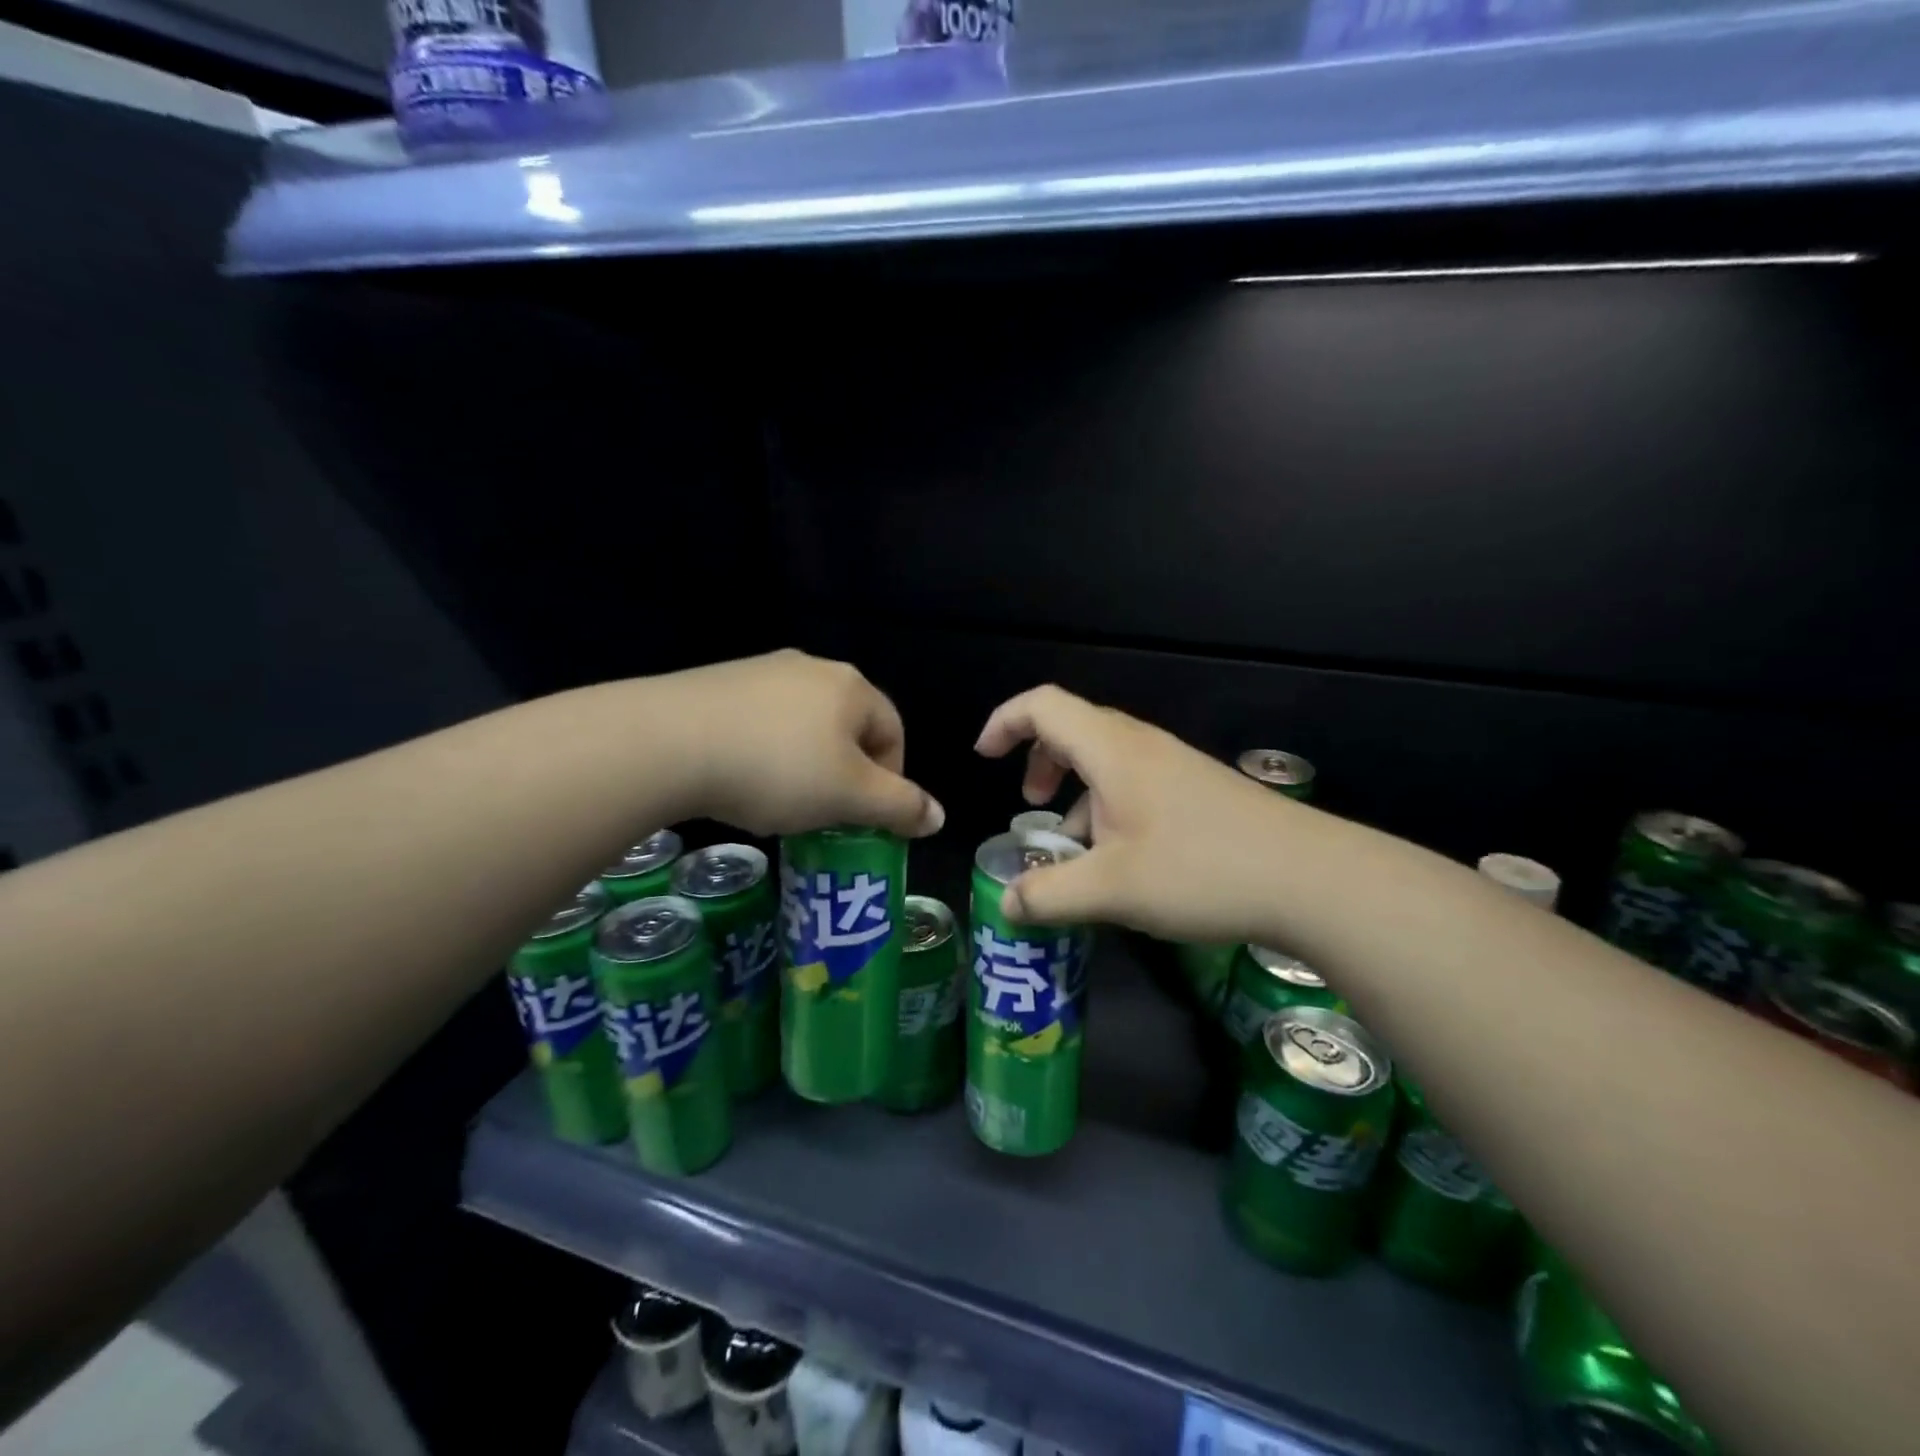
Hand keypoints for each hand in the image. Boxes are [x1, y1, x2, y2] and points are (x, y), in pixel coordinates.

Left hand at [661, 650, 943, 838]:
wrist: (668, 742)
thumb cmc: (778, 769)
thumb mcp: (850, 797)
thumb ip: (900, 807)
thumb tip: (938, 817)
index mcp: (851, 687)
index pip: (893, 731)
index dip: (891, 779)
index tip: (866, 817)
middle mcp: (811, 668)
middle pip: (847, 728)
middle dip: (845, 773)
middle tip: (826, 814)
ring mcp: (760, 671)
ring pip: (801, 726)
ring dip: (804, 765)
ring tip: (780, 802)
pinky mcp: (717, 683)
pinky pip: (759, 723)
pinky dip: (762, 753)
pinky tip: (741, 780)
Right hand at [974, 685, 1298, 941]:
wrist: (1311, 878)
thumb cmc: (1201, 870)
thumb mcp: (1111, 890)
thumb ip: (1049, 895)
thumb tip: (1007, 905)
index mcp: (1112, 750)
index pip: (1042, 706)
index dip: (1004, 722)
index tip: (984, 758)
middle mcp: (1141, 746)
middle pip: (1072, 728)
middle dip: (1039, 762)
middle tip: (1030, 808)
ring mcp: (1174, 766)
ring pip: (1105, 760)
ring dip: (1075, 792)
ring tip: (1072, 846)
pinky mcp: (1197, 791)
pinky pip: (1134, 783)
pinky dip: (1107, 807)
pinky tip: (1120, 860)